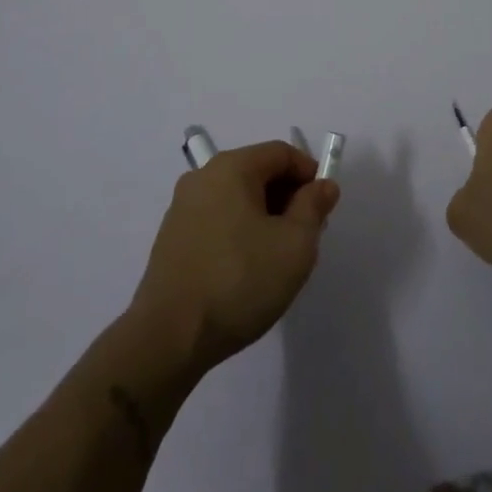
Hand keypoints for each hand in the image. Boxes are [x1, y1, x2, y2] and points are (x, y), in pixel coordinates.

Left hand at [131, 141, 340, 376]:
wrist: (169, 338)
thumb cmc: (240, 281)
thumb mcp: (295, 244)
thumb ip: (314, 207)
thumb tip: (323, 185)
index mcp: (231, 167)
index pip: (281, 153)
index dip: (309, 174)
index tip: (323, 209)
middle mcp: (202, 177)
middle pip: (257, 172)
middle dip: (287, 197)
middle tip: (305, 236)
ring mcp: (182, 207)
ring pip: (237, 198)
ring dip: (264, 216)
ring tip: (277, 257)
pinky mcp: (171, 238)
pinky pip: (217, 219)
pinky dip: (239, 231)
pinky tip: (246, 269)